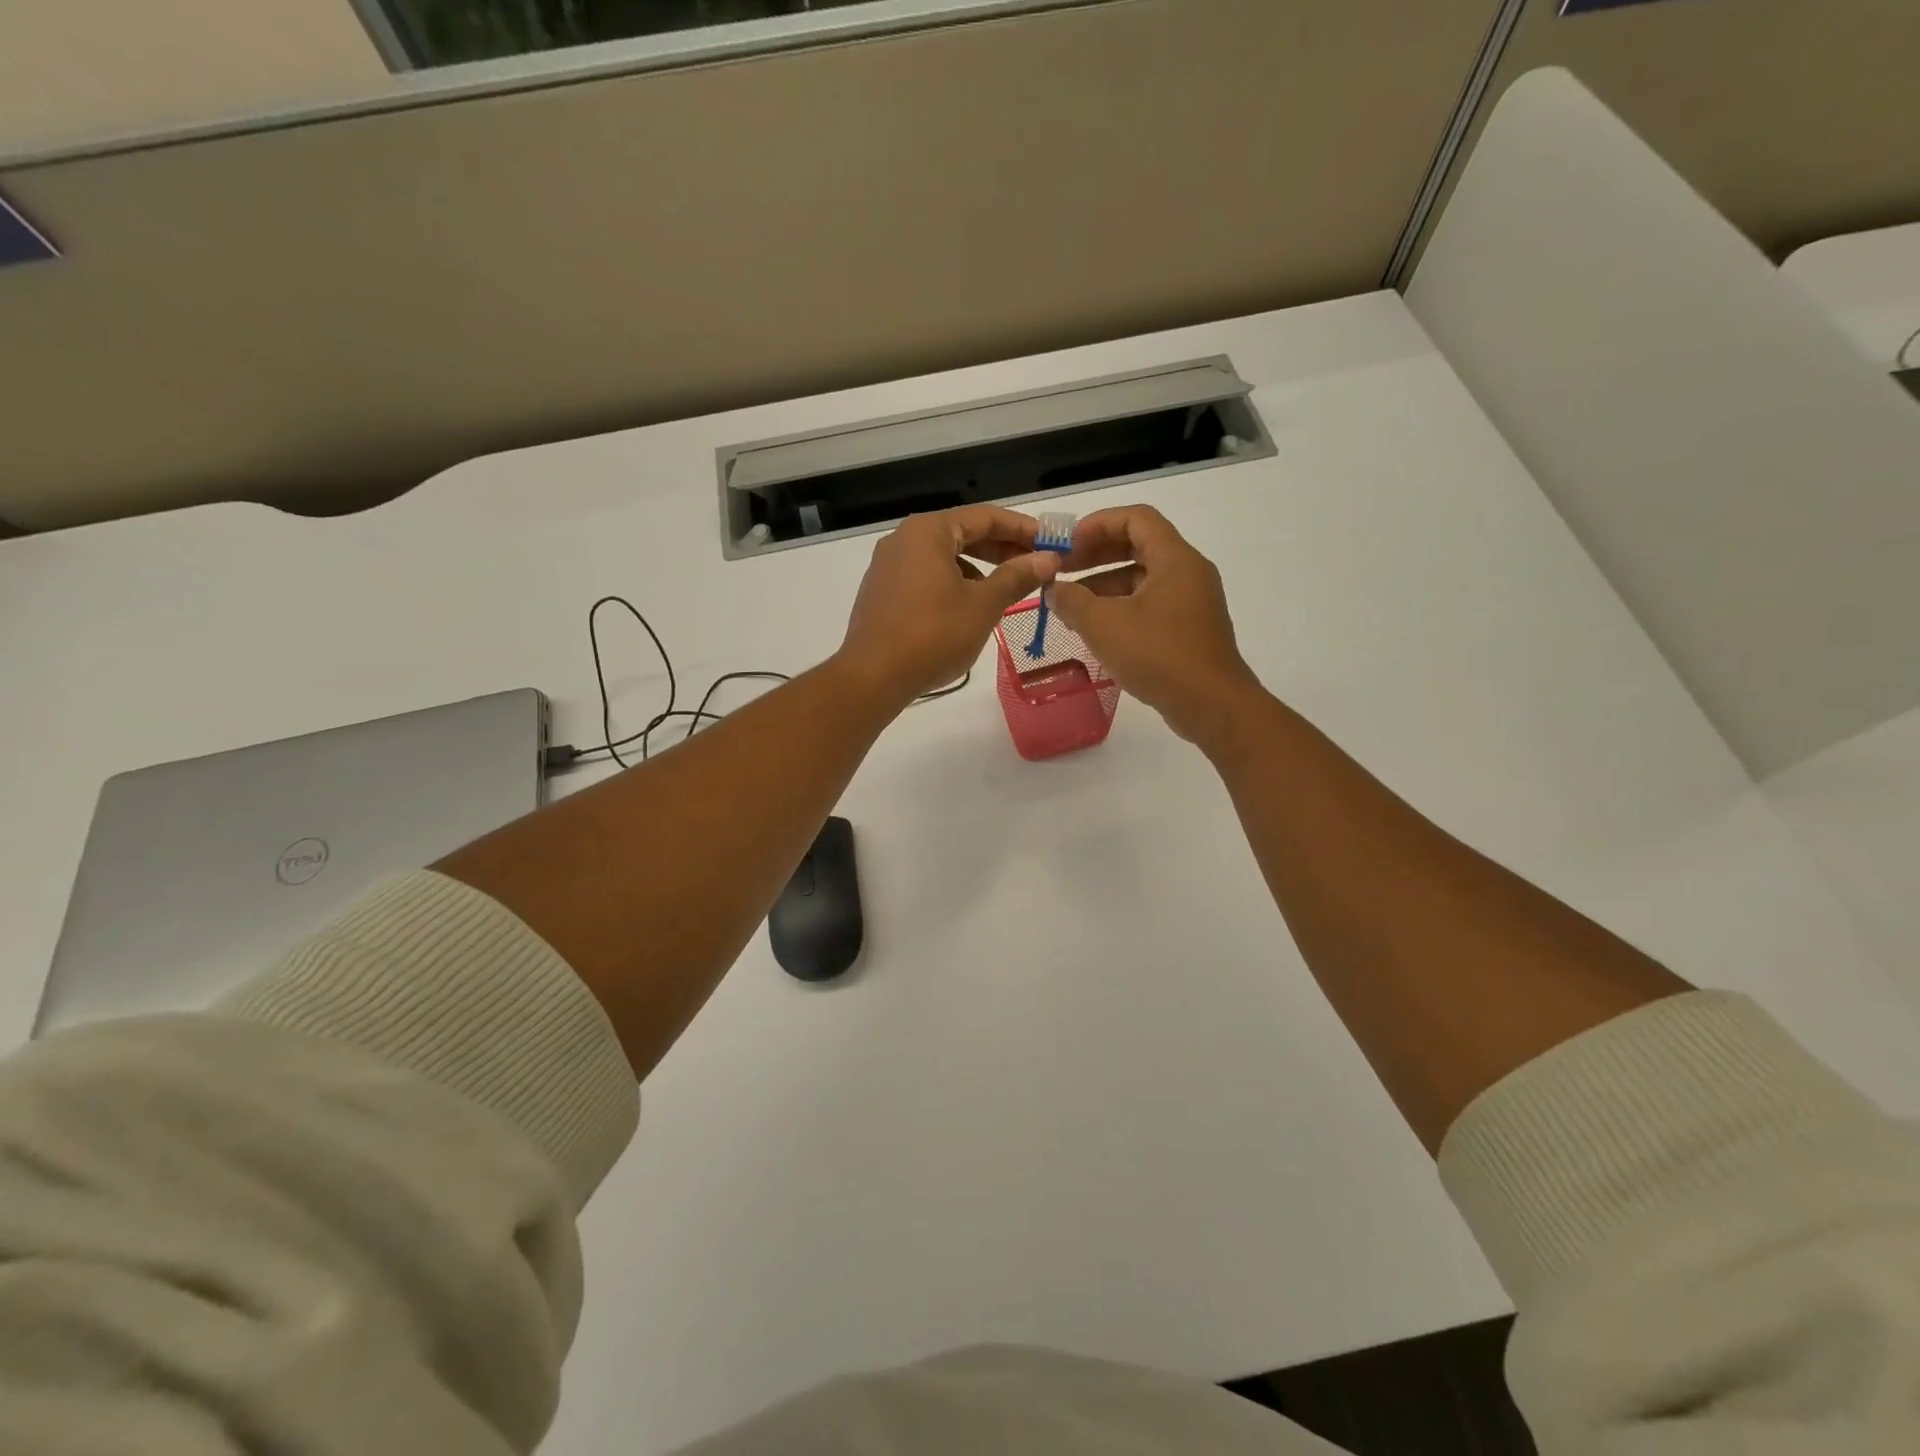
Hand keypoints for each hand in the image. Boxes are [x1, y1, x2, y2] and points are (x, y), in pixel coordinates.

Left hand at [838, 507, 1060, 703]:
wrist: (873, 677)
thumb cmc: (933, 635)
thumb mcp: (983, 605)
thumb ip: (1017, 577)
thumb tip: (1048, 558)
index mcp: (928, 531)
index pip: (984, 517)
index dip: (1021, 528)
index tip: (1050, 542)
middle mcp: (903, 539)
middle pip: (962, 533)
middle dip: (1000, 549)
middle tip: (1035, 565)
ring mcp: (888, 566)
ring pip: (943, 557)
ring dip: (978, 568)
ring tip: (1006, 589)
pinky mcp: (882, 592)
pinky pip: (925, 576)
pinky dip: (952, 582)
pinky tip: (968, 607)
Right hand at [1050, 505, 1263, 746]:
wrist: (1211, 705)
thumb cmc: (1158, 655)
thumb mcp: (1104, 625)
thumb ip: (1072, 601)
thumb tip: (1053, 590)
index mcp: (1175, 559)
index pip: (1135, 518)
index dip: (1096, 524)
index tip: (1066, 544)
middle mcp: (1188, 573)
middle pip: (1138, 547)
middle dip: (1096, 555)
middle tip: (1062, 571)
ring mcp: (1192, 603)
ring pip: (1143, 579)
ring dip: (1104, 585)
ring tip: (1070, 606)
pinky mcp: (1190, 630)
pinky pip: (1151, 605)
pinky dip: (1121, 608)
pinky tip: (1096, 630)